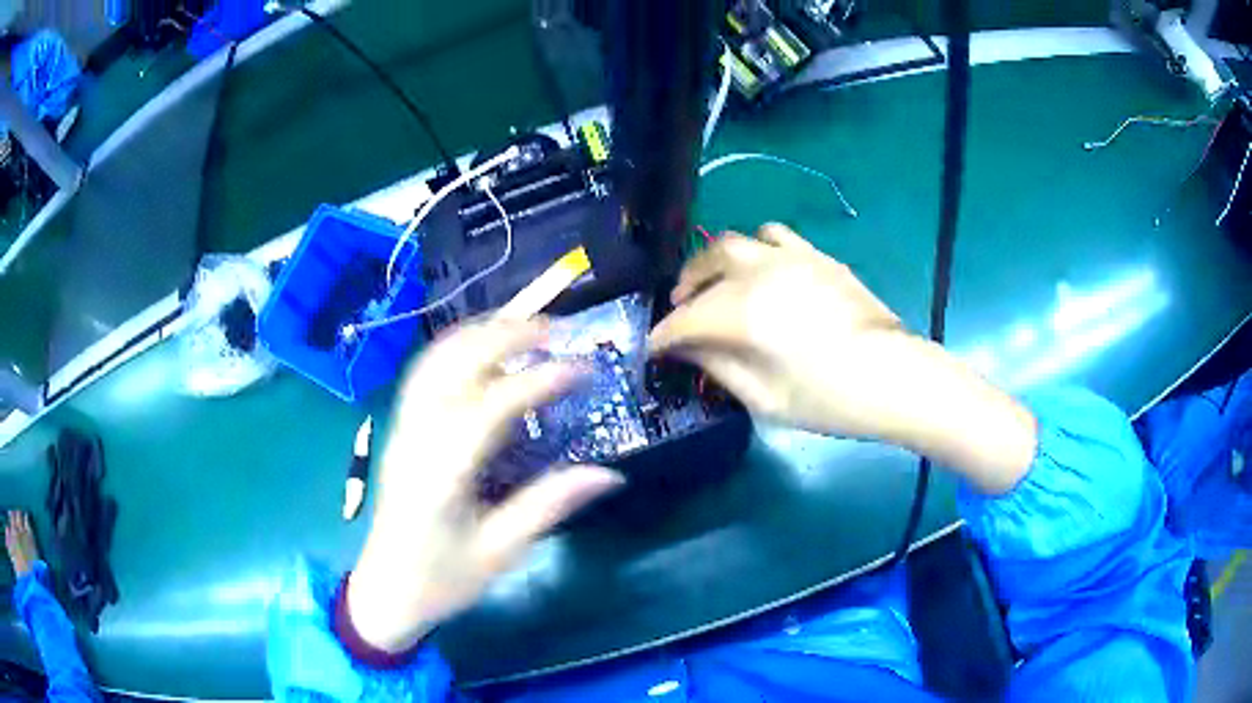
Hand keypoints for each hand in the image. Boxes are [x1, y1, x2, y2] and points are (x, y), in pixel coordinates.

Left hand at [347, 319, 623, 652]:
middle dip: (507, 337)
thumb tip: (609, 474)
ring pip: (437, 359)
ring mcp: (402, 429)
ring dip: (481, 333)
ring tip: (527, 326)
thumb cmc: (442, 579)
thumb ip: (548, 506)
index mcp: (441, 474)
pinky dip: (457, 346)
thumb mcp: (500, 553)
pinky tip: (483, 345)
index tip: (584, 370)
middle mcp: (416, 439)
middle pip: (457, 365)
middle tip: (559, 330)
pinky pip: (425, 371)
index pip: (490, 407)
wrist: (386, 590)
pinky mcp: (400, 429)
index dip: (539, 382)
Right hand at [651, 223, 903, 435]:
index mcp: (740, 312)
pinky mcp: (815, 256)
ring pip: (736, 242)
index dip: (663, 337)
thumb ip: (718, 367)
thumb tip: (687, 348)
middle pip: (704, 265)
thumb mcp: (764, 398)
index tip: (652, 350)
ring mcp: (789, 257)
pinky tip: (761, 270)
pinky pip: (774, 236)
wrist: (892, 376)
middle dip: (684, 288)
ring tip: (715, 284)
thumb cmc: (827, 399)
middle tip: (679, 312)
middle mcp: (758, 272)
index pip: (684, 321)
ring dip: (714, 262)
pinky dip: (755, 248)